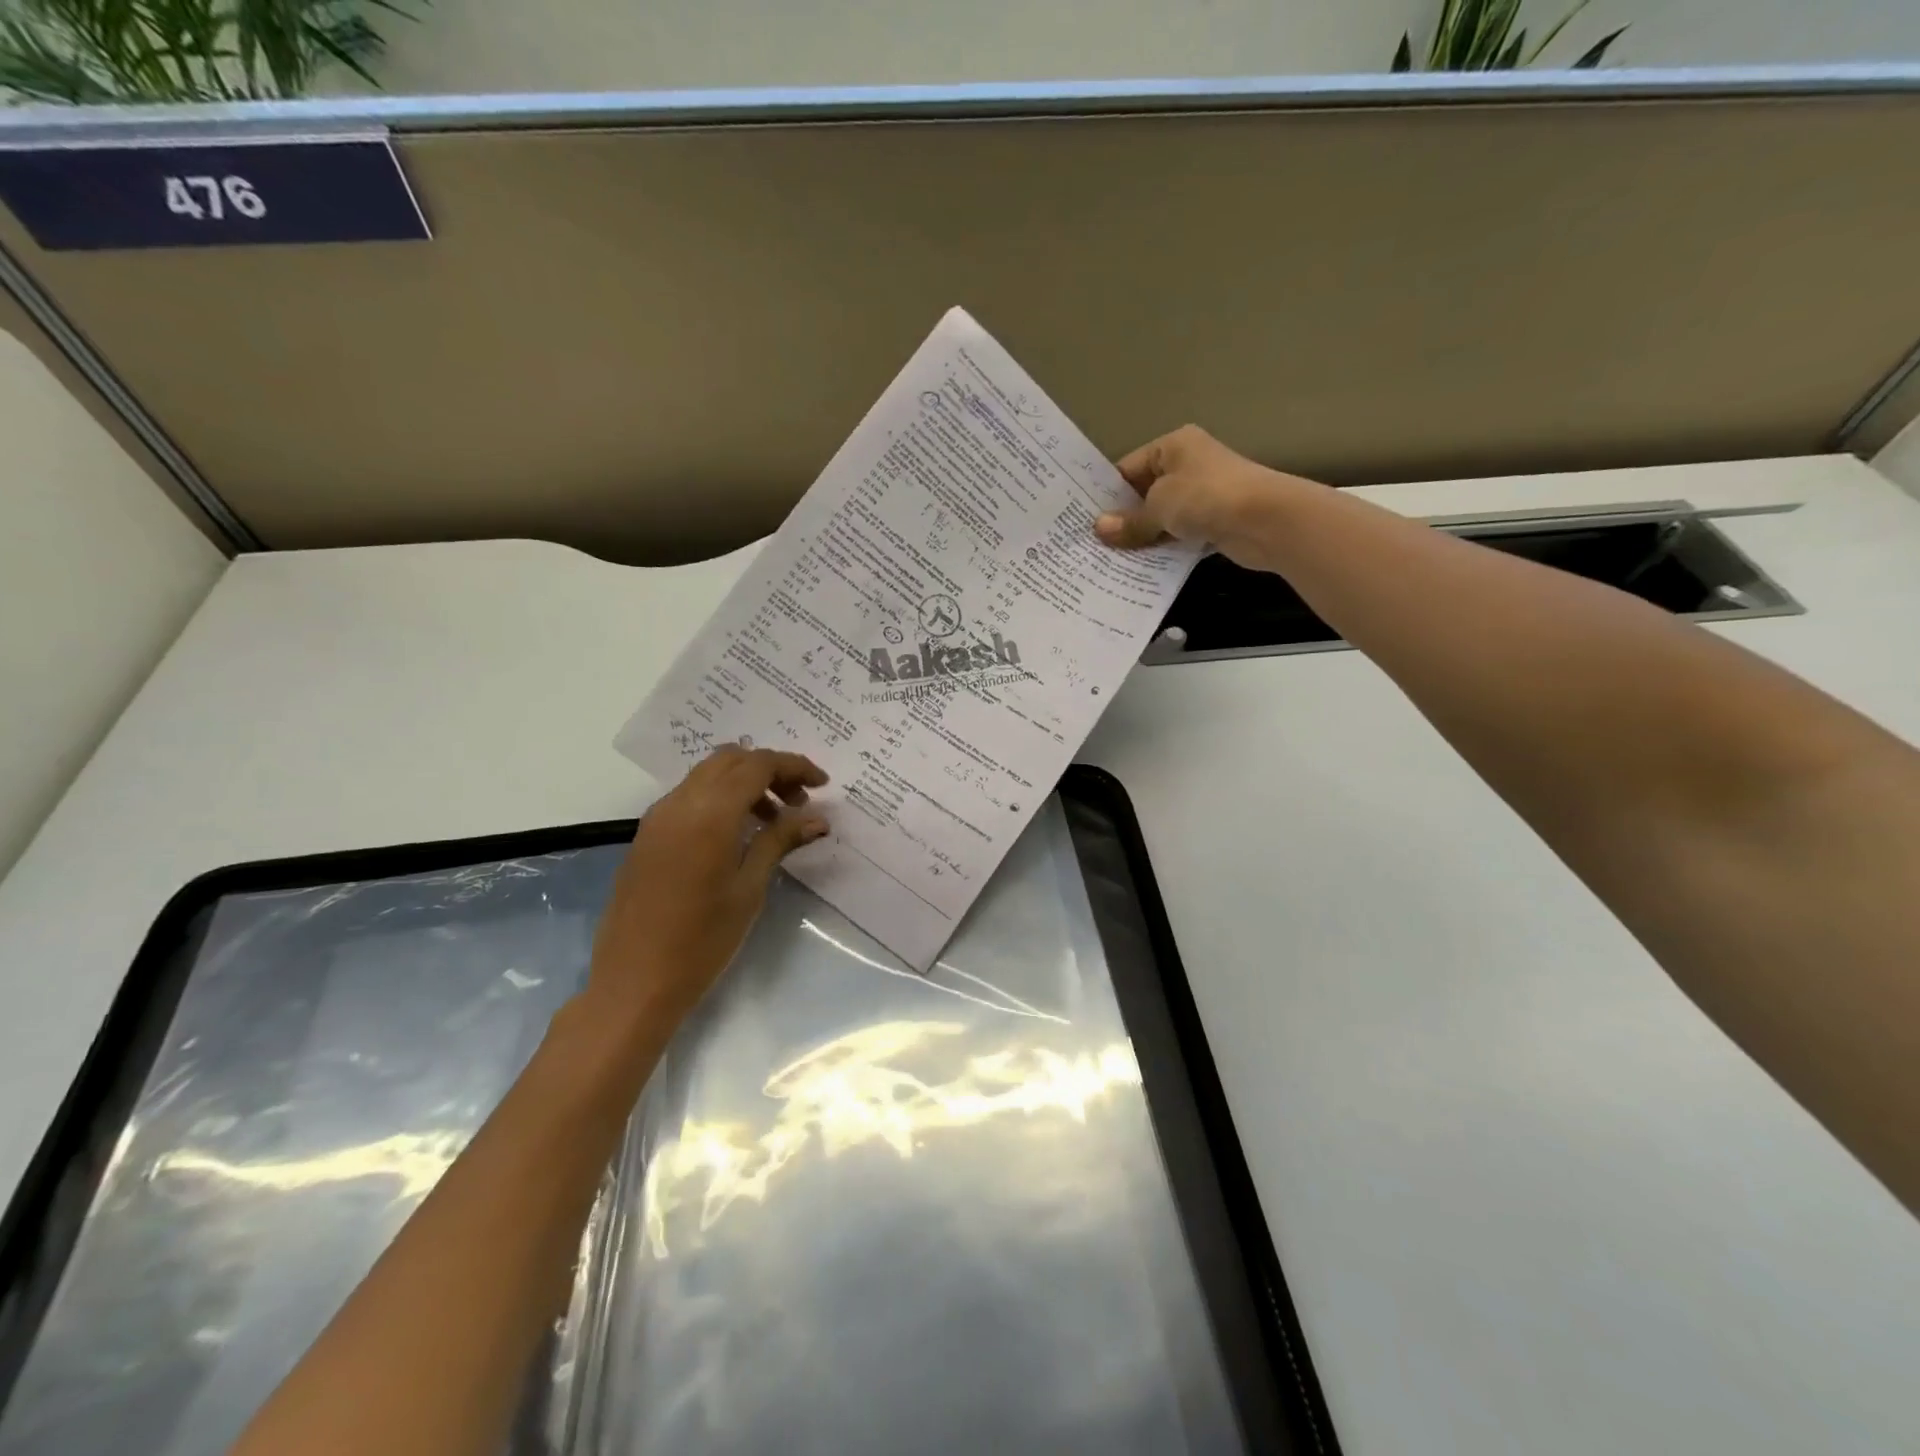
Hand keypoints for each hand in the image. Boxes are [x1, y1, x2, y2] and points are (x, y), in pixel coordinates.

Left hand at [586, 746, 828, 1030]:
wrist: (634, 983)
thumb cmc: (702, 940)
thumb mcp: (749, 888)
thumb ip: (779, 841)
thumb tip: (816, 818)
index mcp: (709, 813)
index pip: (757, 765)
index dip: (794, 766)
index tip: (823, 784)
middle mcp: (679, 803)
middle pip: (730, 759)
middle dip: (769, 769)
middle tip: (798, 801)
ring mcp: (657, 818)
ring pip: (707, 775)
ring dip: (744, 783)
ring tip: (773, 821)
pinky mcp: (647, 836)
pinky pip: (689, 797)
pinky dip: (720, 799)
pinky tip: (738, 834)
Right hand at [1095, 425, 1323, 571]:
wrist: (1265, 519)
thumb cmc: (1205, 497)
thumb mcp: (1159, 506)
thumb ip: (1129, 521)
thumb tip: (1098, 529)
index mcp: (1172, 446)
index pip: (1128, 468)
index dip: (1106, 495)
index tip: (1084, 520)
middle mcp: (1187, 465)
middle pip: (1144, 493)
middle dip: (1122, 519)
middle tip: (1091, 544)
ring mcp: (1202, 494)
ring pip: (1161, 517)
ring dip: (1142, 536)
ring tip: (1109, 559)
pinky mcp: (1213, 521)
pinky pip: (1178, 535)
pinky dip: (1162, 548)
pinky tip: (1140, 566)